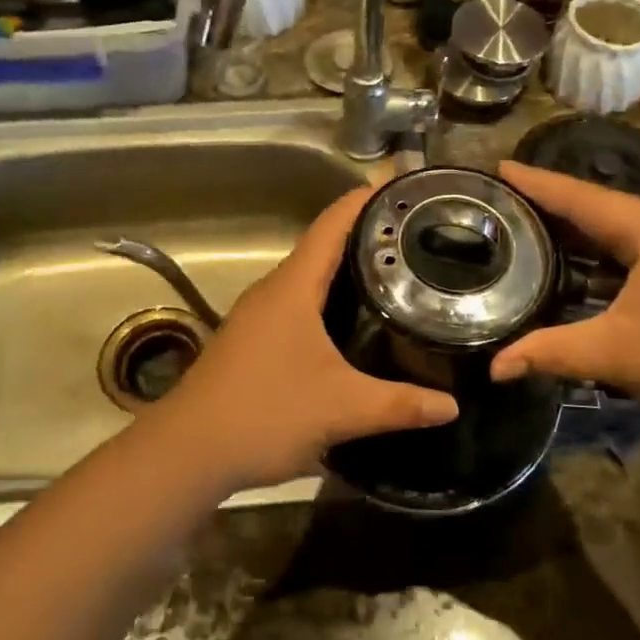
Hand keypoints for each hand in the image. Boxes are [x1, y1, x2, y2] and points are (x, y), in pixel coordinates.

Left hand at [139, 187, 457, 492]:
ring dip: (345, 269)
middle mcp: (273, 291)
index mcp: (293, 287)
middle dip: (365, 235)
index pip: (331, 225)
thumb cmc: (265, 413)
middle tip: (414, 235)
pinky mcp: (252, 341)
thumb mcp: (342, 409)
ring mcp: (258, 316)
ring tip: (394, 273)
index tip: (401, 186)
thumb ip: (400, 405)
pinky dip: (328, 299)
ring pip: (308, 278)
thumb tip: (452, 404)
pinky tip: (353, 323)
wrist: (187, 452)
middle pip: (322, 246)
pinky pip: (297, 304)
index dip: (364, 200)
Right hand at [490, 161, 639, 440]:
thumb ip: (551, 352)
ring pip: (630, 224)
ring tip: (541, 229)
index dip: (537, 183)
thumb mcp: (617, 355)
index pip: (583, 198)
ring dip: (589, 230)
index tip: (501, 166)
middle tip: (510, 204)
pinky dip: (616, 248)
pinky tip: (593, 261)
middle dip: (558, 207)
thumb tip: (495, 368)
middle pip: (606, 207)